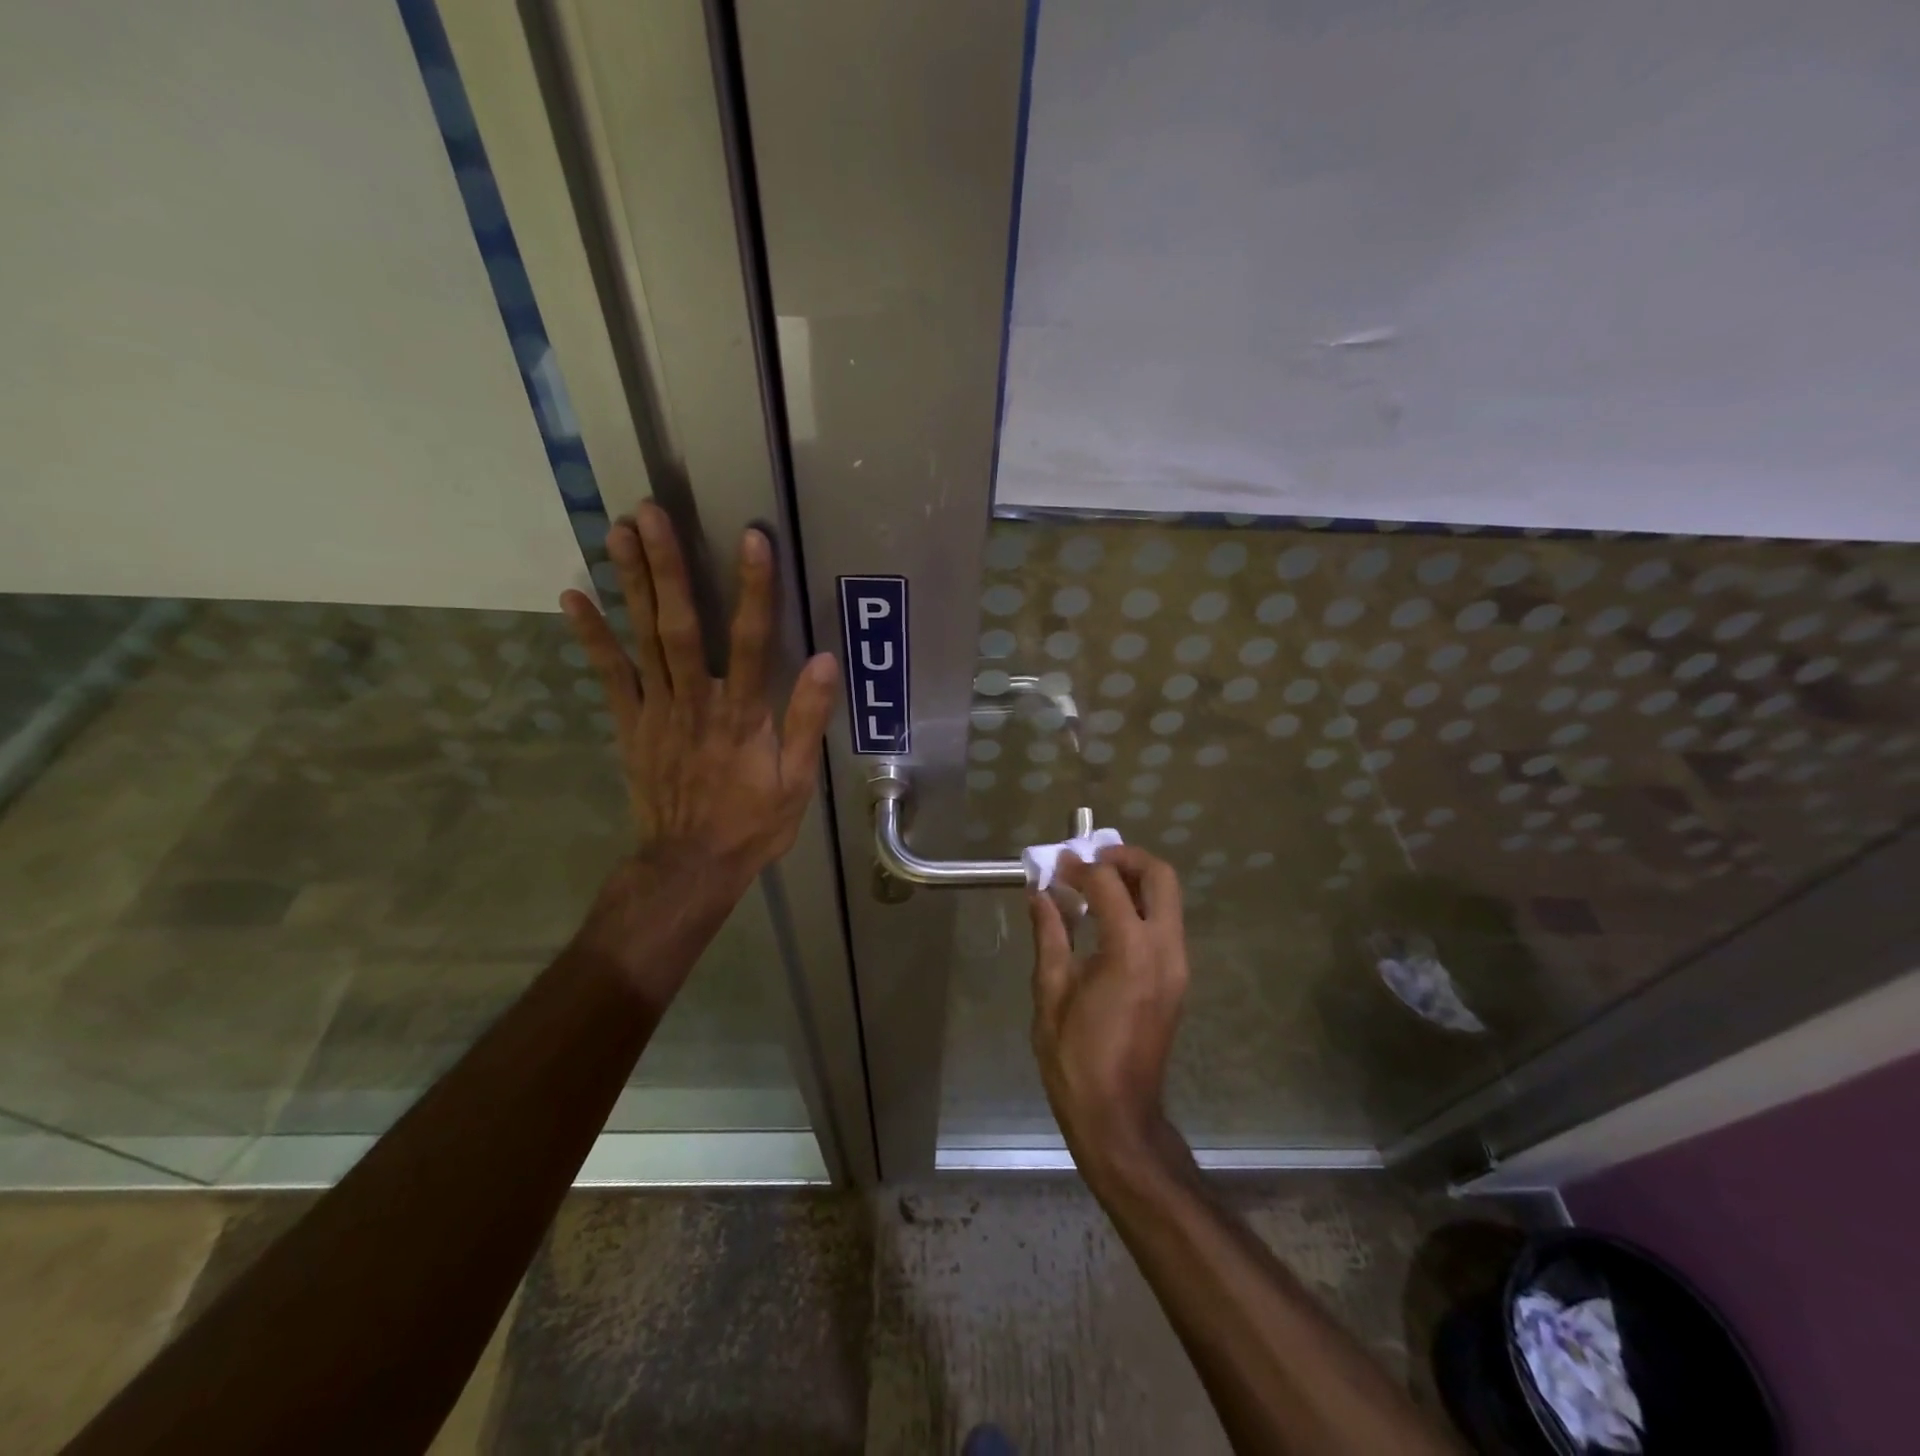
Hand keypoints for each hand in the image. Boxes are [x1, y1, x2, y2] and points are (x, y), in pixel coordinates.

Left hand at [560, 501, 838, 892]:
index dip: (754, 590)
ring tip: (617, 532)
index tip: (752, 539)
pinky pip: (609, 675)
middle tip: (650, 513)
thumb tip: (826, 662)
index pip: (753, 642)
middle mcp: (696, 702)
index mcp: (743, 715)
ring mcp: (657, 711)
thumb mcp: (797, 781)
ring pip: (643, 639)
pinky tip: (574, 596)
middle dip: (668, 568)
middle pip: (681, 626)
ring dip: (631, 584)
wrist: (690, 865)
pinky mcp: (630, 724)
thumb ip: (808, 720)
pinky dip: (592, 635)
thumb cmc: (752, 823)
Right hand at [1029, 846, 1190, 1183]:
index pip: (1109, 884)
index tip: (1055, 867)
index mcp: (1130, 951)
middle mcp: (1165, 949)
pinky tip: (1106, 921)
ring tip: (1094, 887)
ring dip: (1135, 881)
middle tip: (1090, 862)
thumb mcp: (1050, 991)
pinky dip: (1140, 907)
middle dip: (1125, 859)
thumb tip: (1040, 893)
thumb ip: (1050, 934)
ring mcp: (1178, 965)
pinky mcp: (1178, 979)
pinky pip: (1165, 924)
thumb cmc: (1075, 1057)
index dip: (1079, 868)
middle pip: (1160, 877)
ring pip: (1169, 899)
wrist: (1118, 1116)